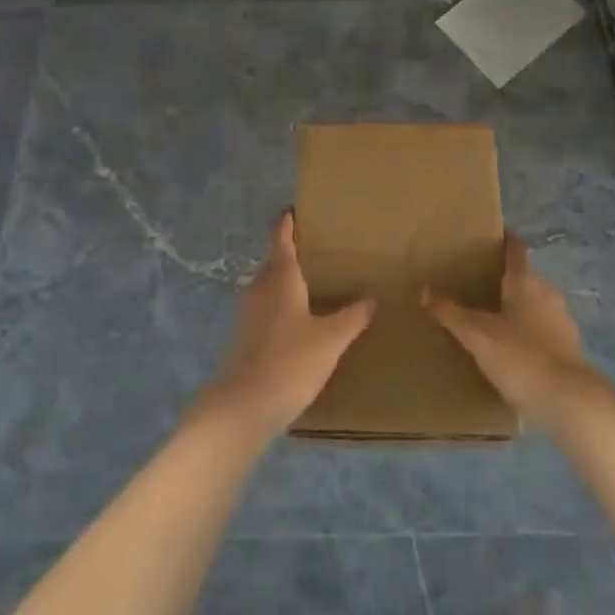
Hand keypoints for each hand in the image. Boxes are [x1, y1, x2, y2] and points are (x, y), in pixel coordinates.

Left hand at [200, 210, 375, 438]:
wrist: (247, 404)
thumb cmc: (292, 360)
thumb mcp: (331, 338)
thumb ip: (352, 316)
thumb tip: (371, 298)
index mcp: (280, 275)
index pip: (280, 236)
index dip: (287, 221)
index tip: (295, 209)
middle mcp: (259, 285)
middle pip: (275, 261)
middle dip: (293, 253)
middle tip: (320, 252)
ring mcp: (248, 311)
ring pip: (269, 285)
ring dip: (287, 282)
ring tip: (314, 285)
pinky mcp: (244, 335)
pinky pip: (266, 307)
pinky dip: (281, 305)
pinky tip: (299, 321)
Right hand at [425, 234, 608, 424]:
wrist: (569, 402)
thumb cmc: (520, 357)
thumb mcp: (476, 335)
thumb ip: (450, 313)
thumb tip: (425, 290)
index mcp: (525, 281)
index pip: (516, 248)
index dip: (504, 239)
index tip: (490, 236)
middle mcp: (547, 293)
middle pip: (525, 277)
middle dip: (505, 279)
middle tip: (479, 284)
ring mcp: (562, 321)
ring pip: (536, 304)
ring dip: (518, 308)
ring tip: (494, 320)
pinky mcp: (570, 348)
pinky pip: (544, 330)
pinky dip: (530, 333)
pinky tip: (514, 351)